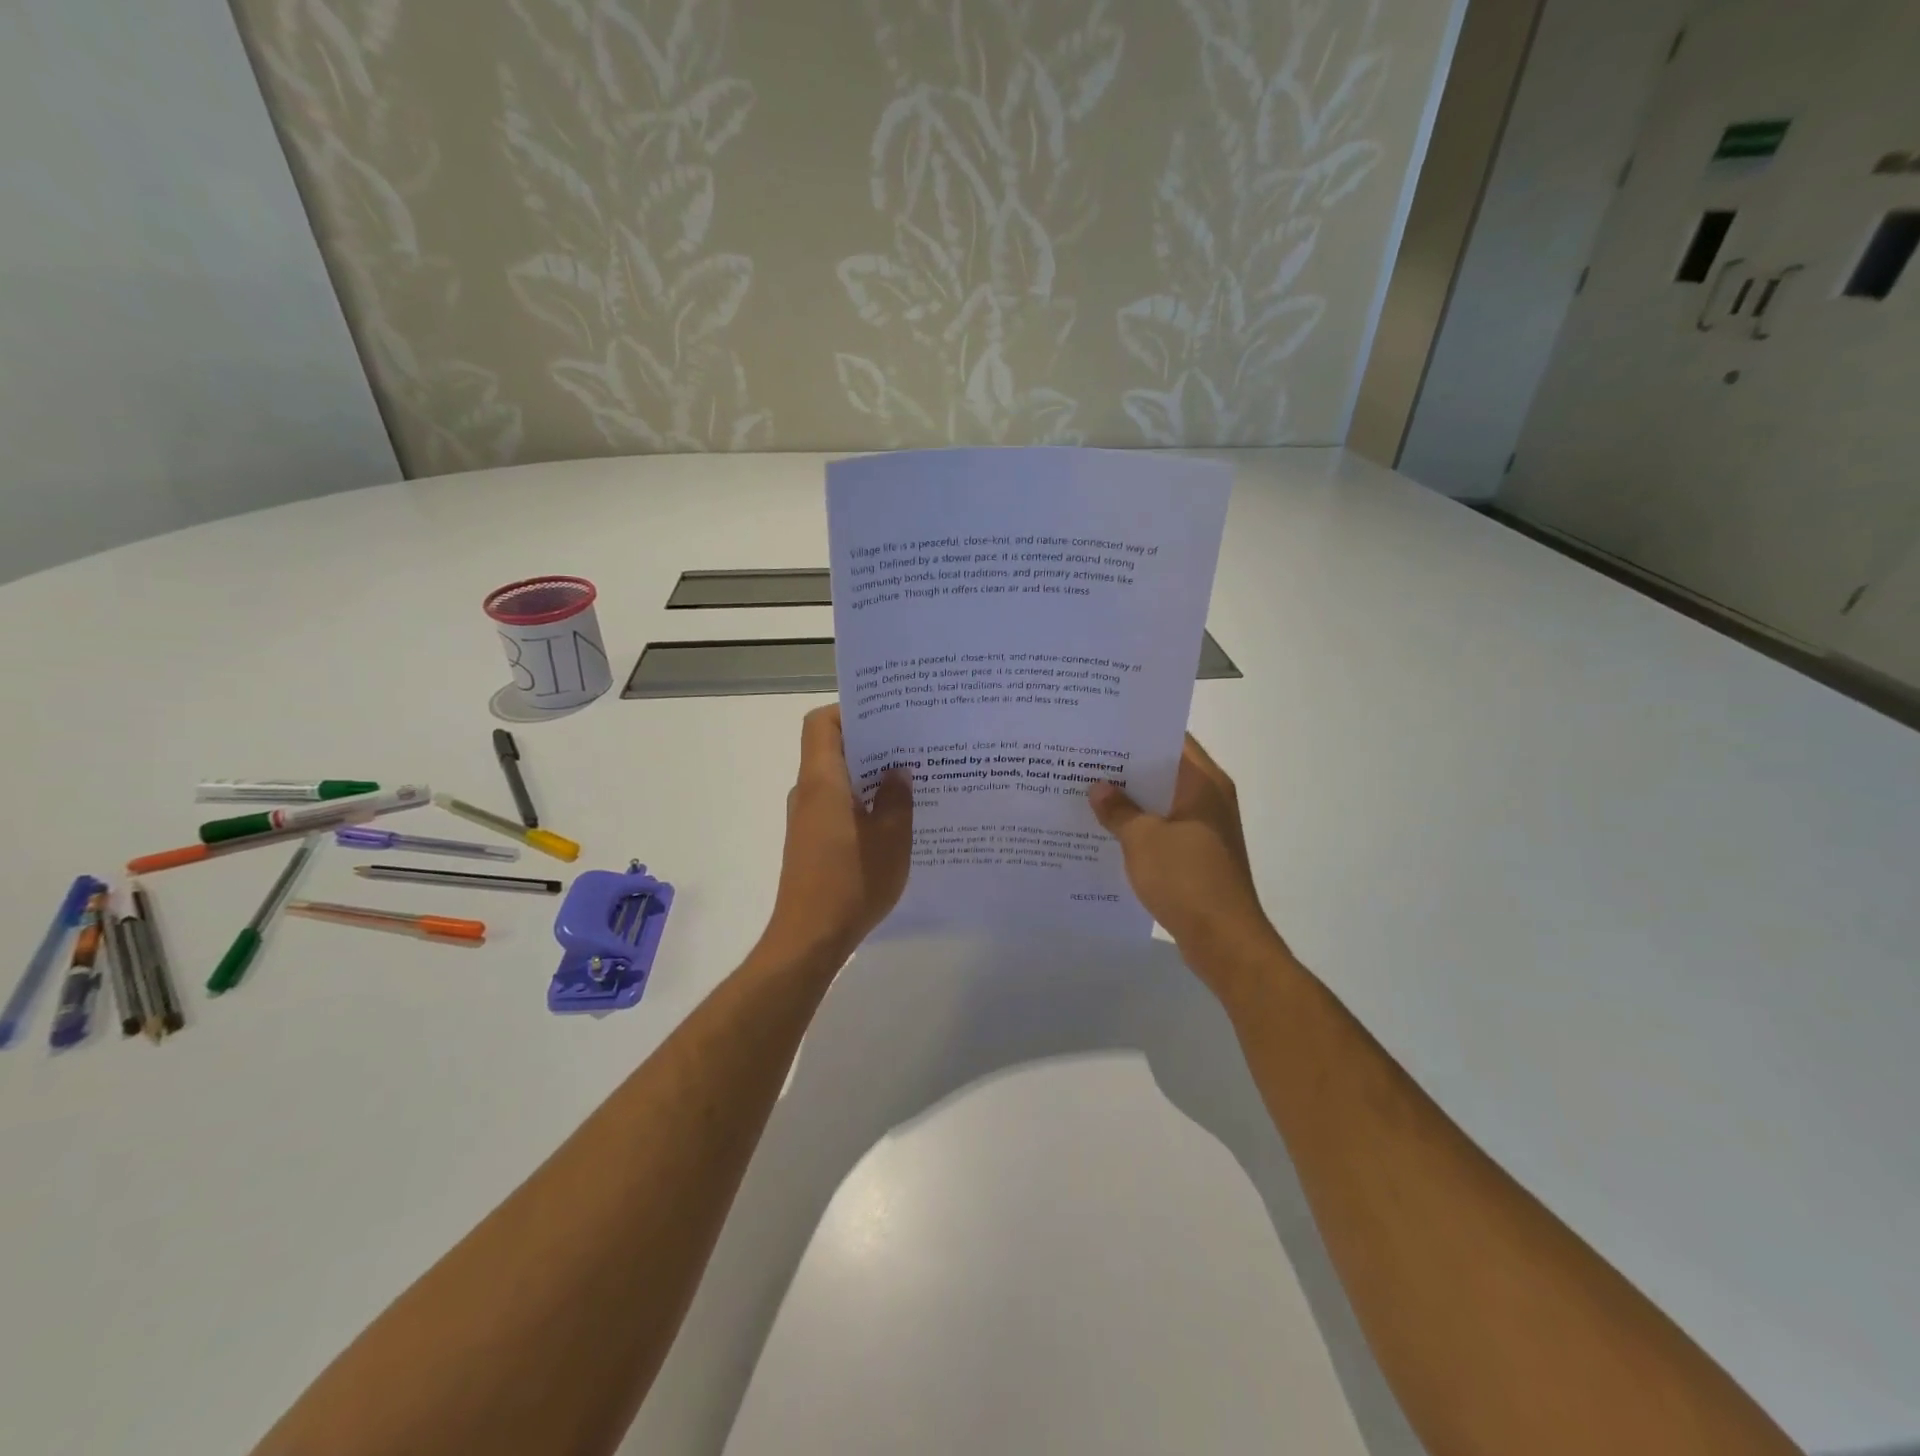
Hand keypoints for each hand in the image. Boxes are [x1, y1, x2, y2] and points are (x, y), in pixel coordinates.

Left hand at [764, 705, 912, 960]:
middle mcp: (808, 792)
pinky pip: (836, 805)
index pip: (821, 723)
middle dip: (870, 742)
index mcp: (822, 782)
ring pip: (837, 779)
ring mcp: (806, 818)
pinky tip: (893, 817)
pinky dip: (861, 801)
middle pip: (831, 748)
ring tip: (911, 778)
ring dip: (868, 774)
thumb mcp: (890, 840)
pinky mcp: (811, 842)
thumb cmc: (850, 883)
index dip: (849, 710)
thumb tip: (897, 771)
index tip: (887, 715)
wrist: (808, 939)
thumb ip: (896, 799)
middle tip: (912, 743)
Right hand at [1089, 736, 1286, 991]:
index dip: (1137, 731)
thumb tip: (1098, 788)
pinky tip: (1105, 832)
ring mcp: (1205, 829)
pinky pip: (1163, 830)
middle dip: (1126, 767)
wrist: (1224, 941)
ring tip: (1086, 792)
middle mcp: (1209, 799)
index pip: (1172, 739)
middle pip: (1164, 770)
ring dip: (1131, 800)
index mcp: (1204, 783)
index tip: (1102, 729)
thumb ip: (1118, 810)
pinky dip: (1139, 828)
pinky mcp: (1198, 856)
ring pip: (1162, 802)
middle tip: (1084, 759)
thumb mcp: (1143, 839)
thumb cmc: (1187, 879)